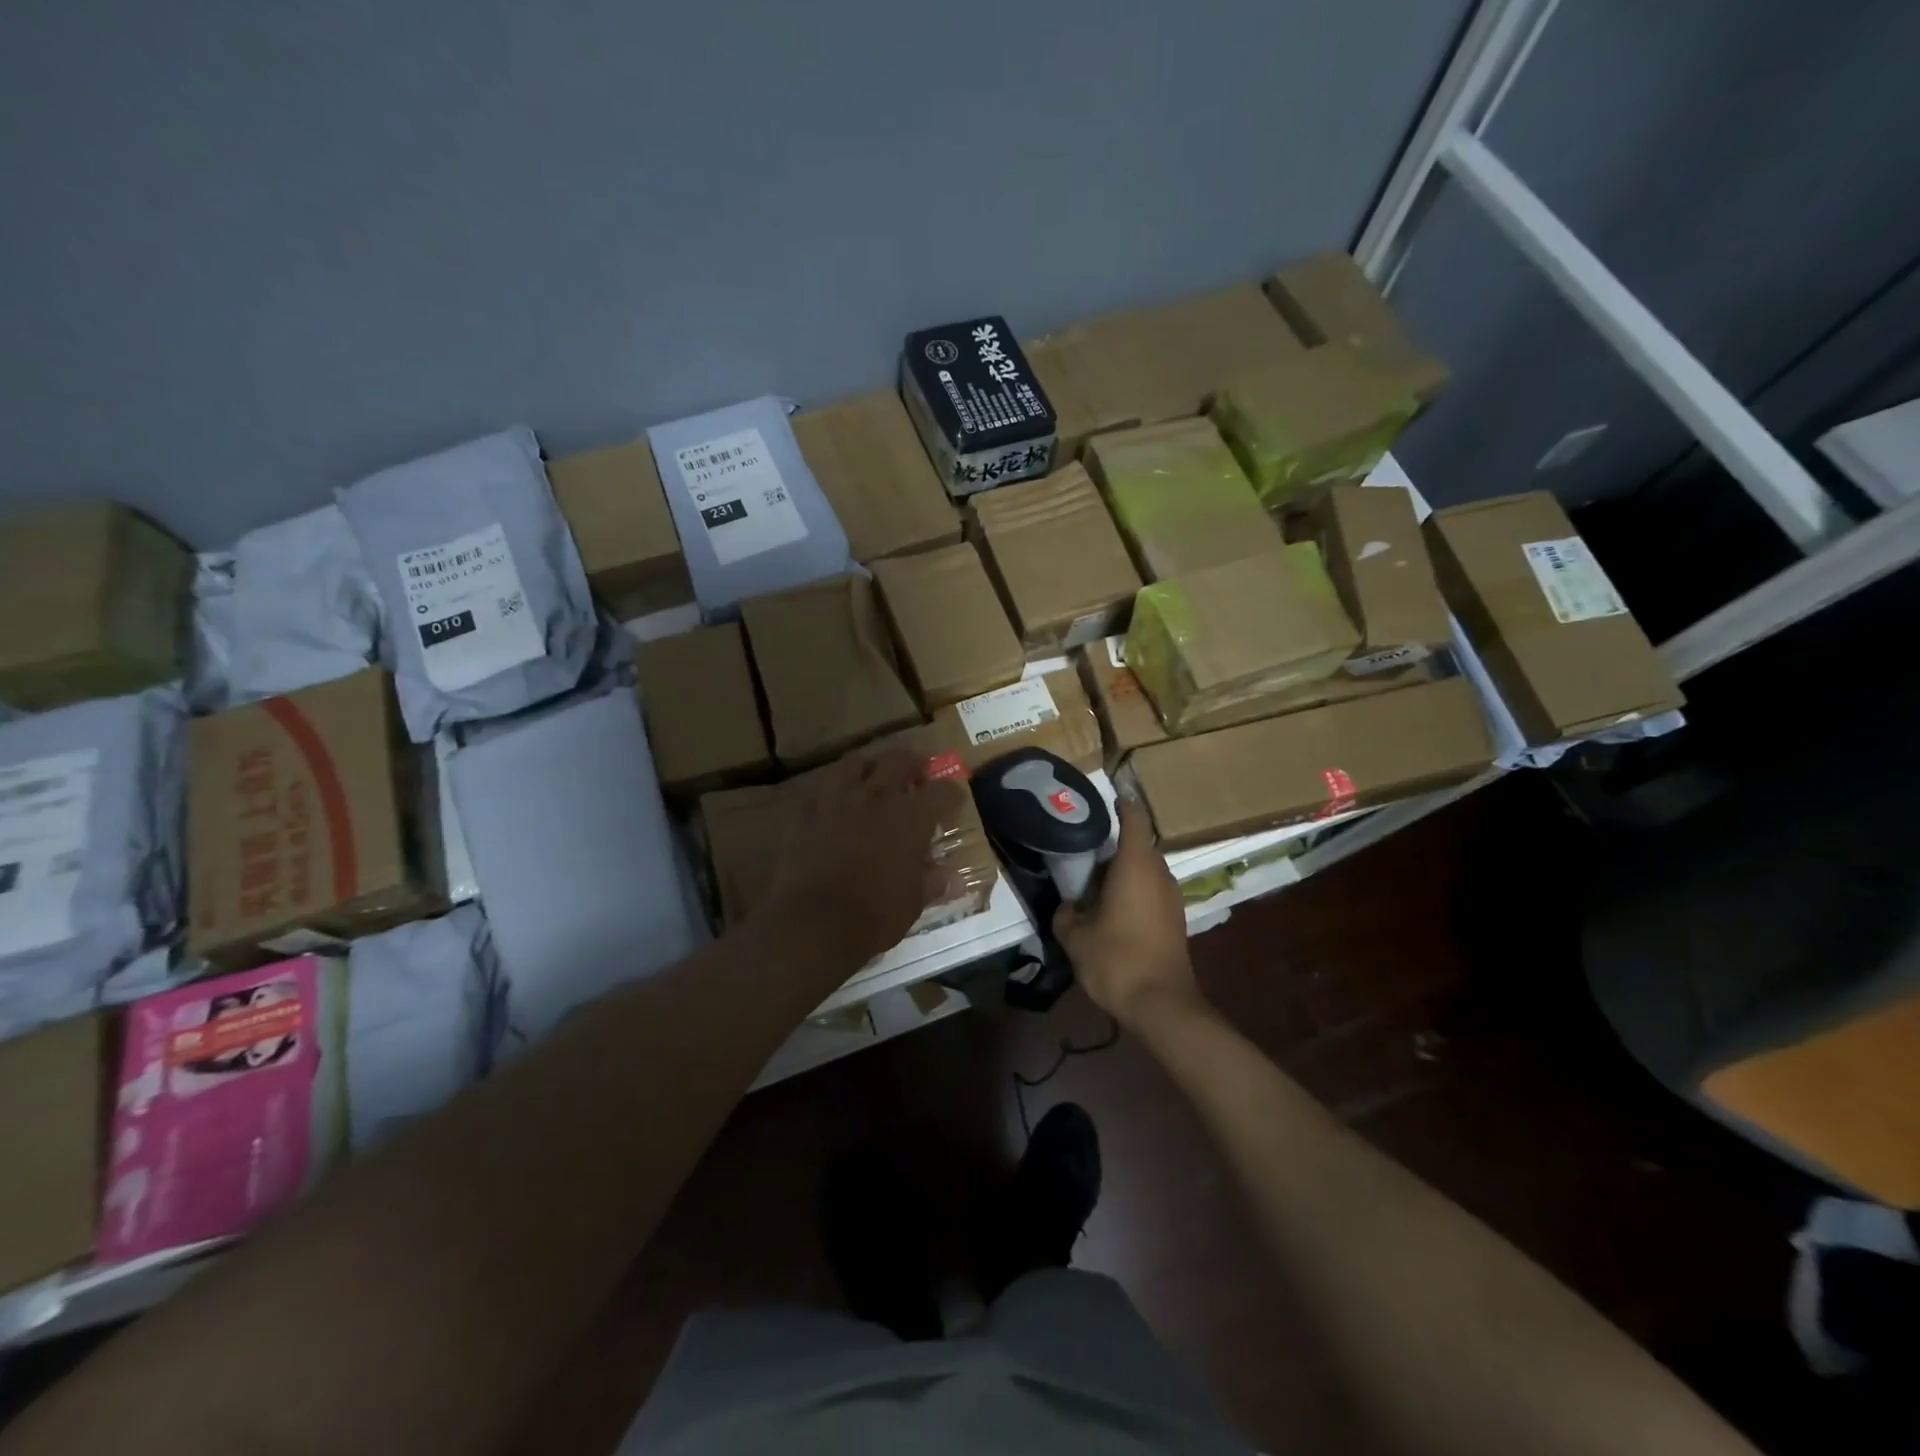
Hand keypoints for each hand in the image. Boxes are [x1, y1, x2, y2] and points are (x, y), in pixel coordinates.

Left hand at [763, 749, 965, 964]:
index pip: (942, 791)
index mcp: (911, 817)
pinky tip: (836, 807)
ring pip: (856, 762)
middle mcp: (877, 796)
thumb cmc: (875, 915)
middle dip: (913, 765)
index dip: (952, 794)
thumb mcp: (913, 902)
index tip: (953, 803)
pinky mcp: (806, 811)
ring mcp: (838, 799)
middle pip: (900, 760)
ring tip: (873, 781)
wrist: (814, 923)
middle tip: (916, 778)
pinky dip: (834, 793)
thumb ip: (932, 882)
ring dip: (870, 767)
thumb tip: (954, 880)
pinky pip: (822, 789)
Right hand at [1053, 799, 1200, 1026]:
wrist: (1161, 1004)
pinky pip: (1151, 891)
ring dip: (1123, 871)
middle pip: (1138, 845)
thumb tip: (1068, 905)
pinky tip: (1111, 909)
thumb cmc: (1117, 960)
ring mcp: (1171, 897)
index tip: (1103, 800)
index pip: (1133, 819)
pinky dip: (1133, 891)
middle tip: (1082, 851)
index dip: (1120, 805)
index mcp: (1135, 865)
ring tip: (1092, 883)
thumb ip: (1066, 912)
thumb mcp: (1075, 936)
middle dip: (1112, 845)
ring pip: (1145, 870)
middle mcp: (1159, 873)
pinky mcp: (1175, 919)